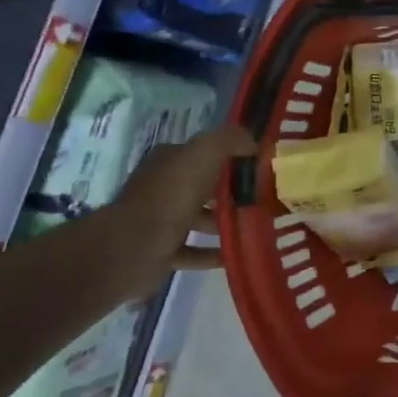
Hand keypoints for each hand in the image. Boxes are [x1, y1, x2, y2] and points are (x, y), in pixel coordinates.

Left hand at [106, 123, 257, 298]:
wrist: (133, 246)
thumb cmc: (170, 195)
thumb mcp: (204, 153)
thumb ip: (229, 140)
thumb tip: (252, 141)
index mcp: (169, 162)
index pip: (204, 155)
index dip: (232, 159)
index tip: (260, 169)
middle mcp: (162, 188)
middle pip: (204, 188)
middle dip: (232, 193)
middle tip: (264, 201)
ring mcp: (159, 221)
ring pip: (199, 220)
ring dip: (224, 224)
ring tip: (256, 229)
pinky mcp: (160, 252)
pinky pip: (193, 252)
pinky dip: (213, 254)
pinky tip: (236, 256)